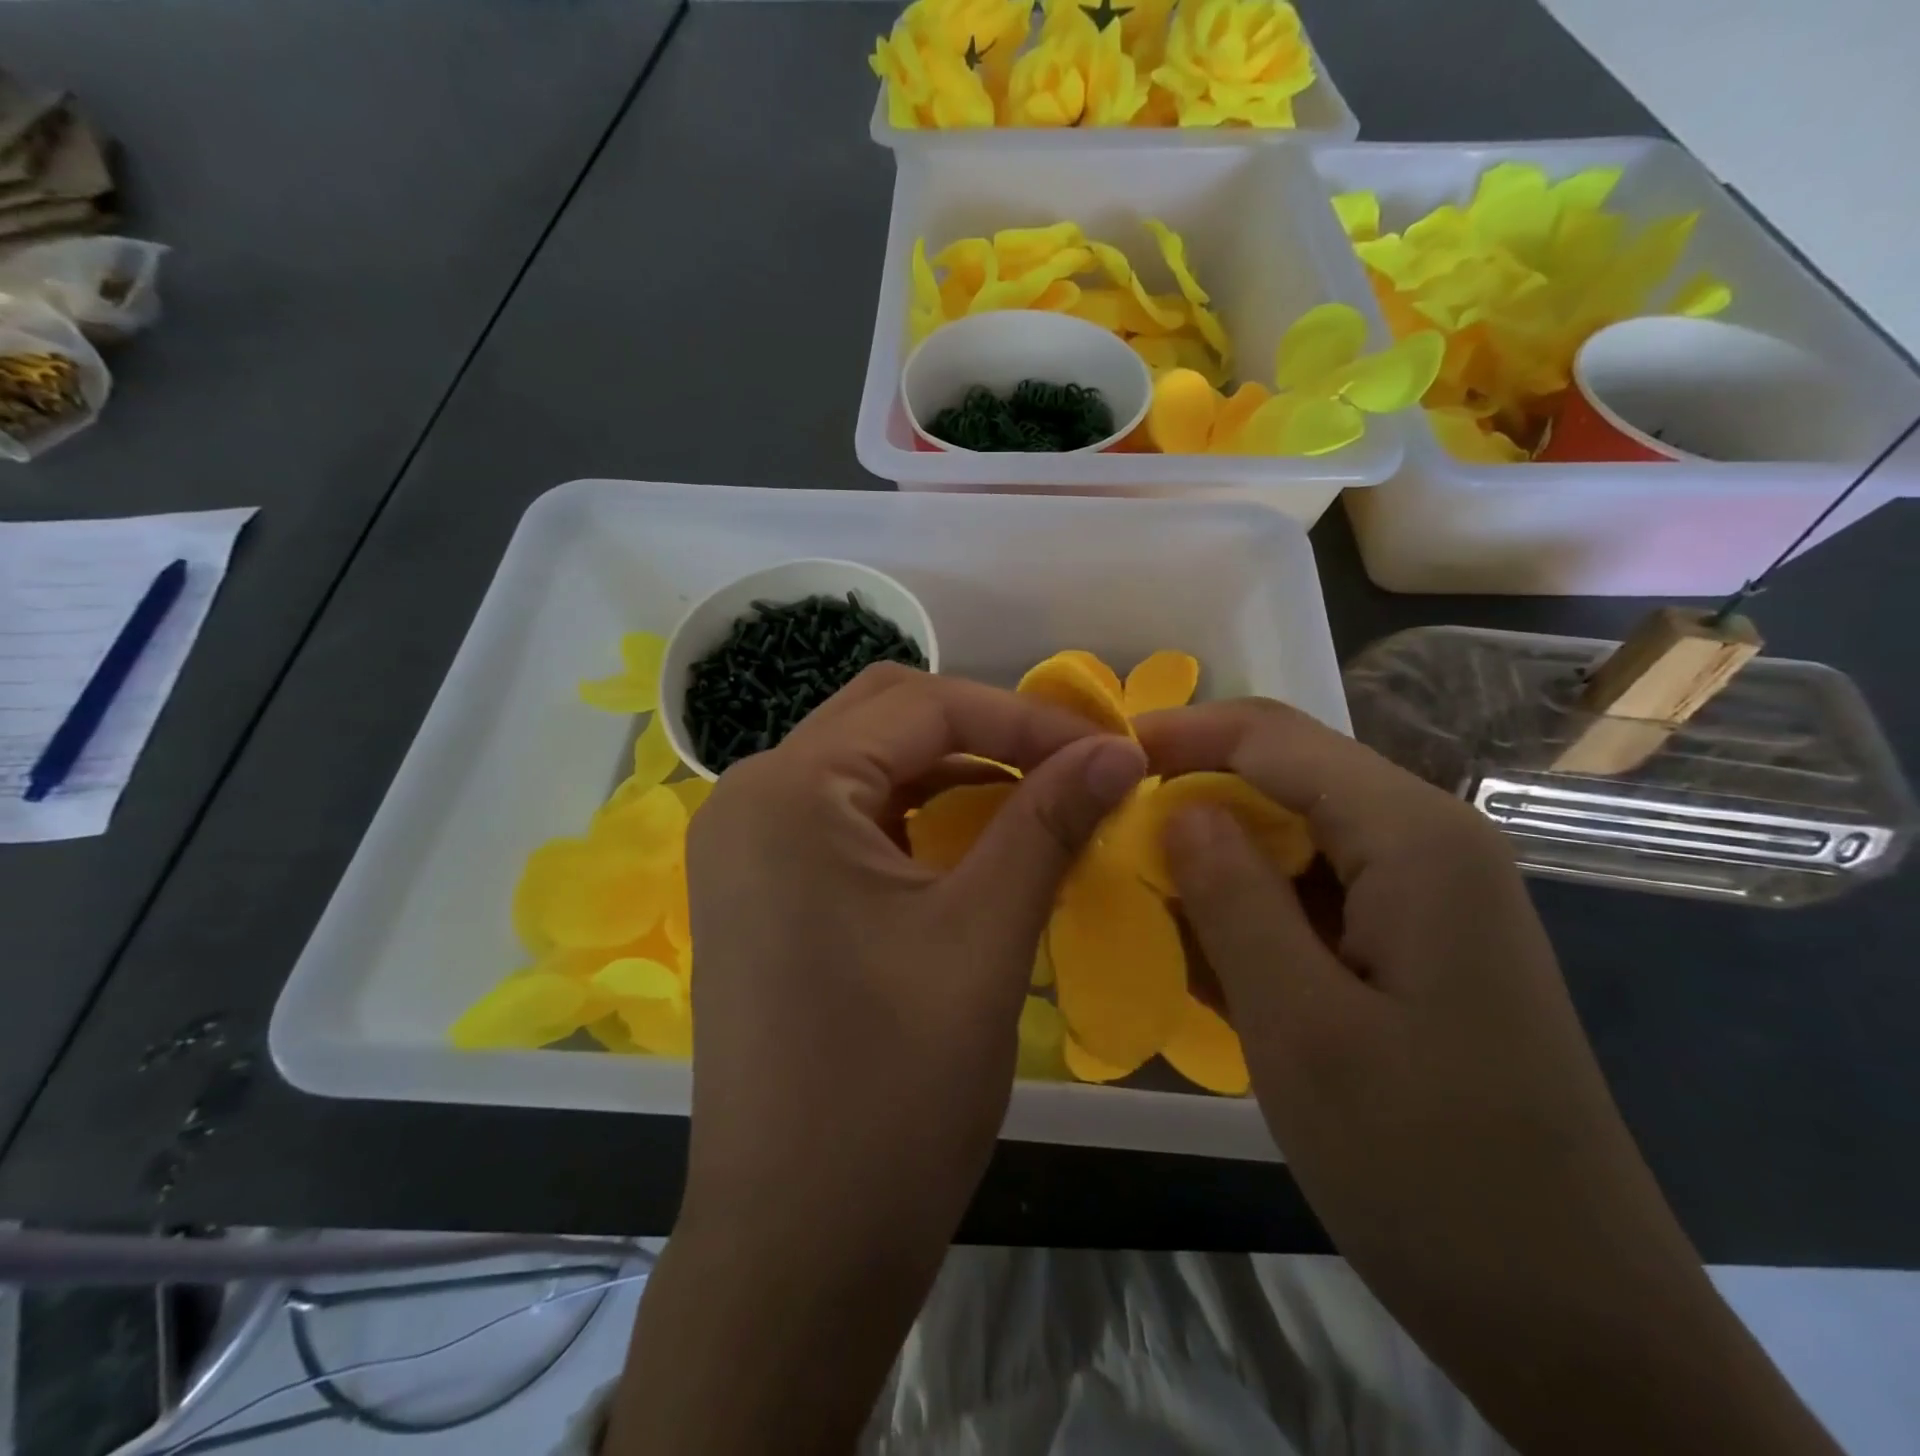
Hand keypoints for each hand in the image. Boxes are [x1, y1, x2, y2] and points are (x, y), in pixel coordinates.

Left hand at [611, 665, 1145, 1455]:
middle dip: (986, 730)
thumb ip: (1049, 822)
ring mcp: (746, 844)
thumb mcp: (984, 938)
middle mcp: (750, 796)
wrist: (796, 1246)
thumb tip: (1119, 750)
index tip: (1108, 750)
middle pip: (885, 716)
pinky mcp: (759, 888)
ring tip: (1035, 798)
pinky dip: (916, 810)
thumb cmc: (890, 1091)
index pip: (924, 705)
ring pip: (867, 763)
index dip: (1025, 718)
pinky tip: (973, 841)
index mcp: (789, 790)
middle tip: (1069, 766)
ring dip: (953, 768)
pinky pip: (847, 815)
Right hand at [1137, 699, 1837, 1455]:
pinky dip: (1253, 905)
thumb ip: (1232, 896)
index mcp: (1415, 838)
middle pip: (1288, 776)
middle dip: (1194, 792)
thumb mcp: (1300, 1026)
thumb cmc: (1429, 1166)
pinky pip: (1316, 891)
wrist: (1574, 1318)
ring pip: (1297, 834)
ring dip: (1218, 854)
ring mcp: (1432, 894)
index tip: (1098, 759)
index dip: (1181, 734)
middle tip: (1108, 834)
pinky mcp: (1419, 942)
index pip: (1274, 737)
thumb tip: (1178, 807)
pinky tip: (1209, 952)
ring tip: (1142, 893)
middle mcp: (1432, 842)